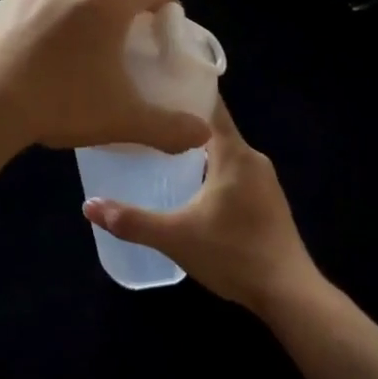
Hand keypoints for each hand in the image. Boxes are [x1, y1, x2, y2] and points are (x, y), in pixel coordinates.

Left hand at [0, 0, 213, 154]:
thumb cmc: (61, 103)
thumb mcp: (122, 119)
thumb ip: (168, 127)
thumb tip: (202, 134)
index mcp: (109, 3)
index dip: (166, 0)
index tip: (167, 20)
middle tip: (134, 25)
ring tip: (91, 29)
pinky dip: (58, 6)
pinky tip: (50, 36)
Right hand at [82, 99, 318, 314]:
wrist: (289, 294)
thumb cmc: (233, 254)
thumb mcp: (175, 237)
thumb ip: (132, 220)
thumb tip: (88, 206)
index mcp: (234, 154)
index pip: (210, 106)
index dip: (184, 91)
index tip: (155, 85)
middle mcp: (252, 158)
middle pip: (214, 128)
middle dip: (182, 123)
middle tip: (146, 120)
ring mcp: (265, 181)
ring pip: (224, 153)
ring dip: (196, 150)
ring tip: (159, 150)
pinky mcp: (268, 202)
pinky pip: (234, 172)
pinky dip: (211, 170)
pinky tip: (189, 186)